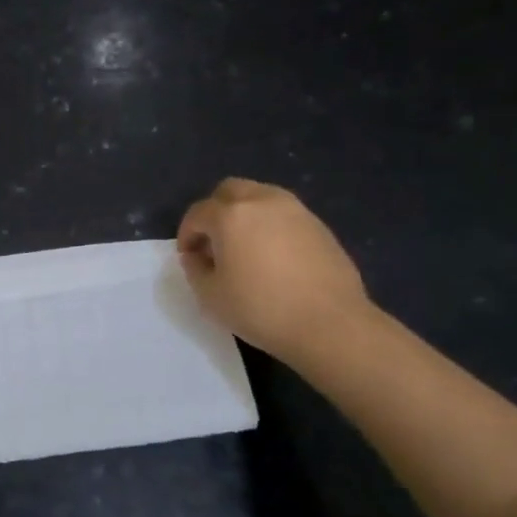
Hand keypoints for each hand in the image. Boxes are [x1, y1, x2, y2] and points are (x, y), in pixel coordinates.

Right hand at [177, 179, 371, 364]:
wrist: (330, 325)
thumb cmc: (261, 309)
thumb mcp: (210, 295)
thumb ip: (195, 269)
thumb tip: (198, 256)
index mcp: (231, 215)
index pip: (198, 213)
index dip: (186, 234)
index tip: (188, 257)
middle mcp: (263, 201)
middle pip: (230, 190)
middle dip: (215, 211)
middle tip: (213, 242)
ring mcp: (296, 211)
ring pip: (260, 196)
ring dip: (244, 214)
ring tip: (244, 247)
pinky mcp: (319, 226)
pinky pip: (284, 215)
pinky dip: (270, 225)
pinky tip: (273, 256)